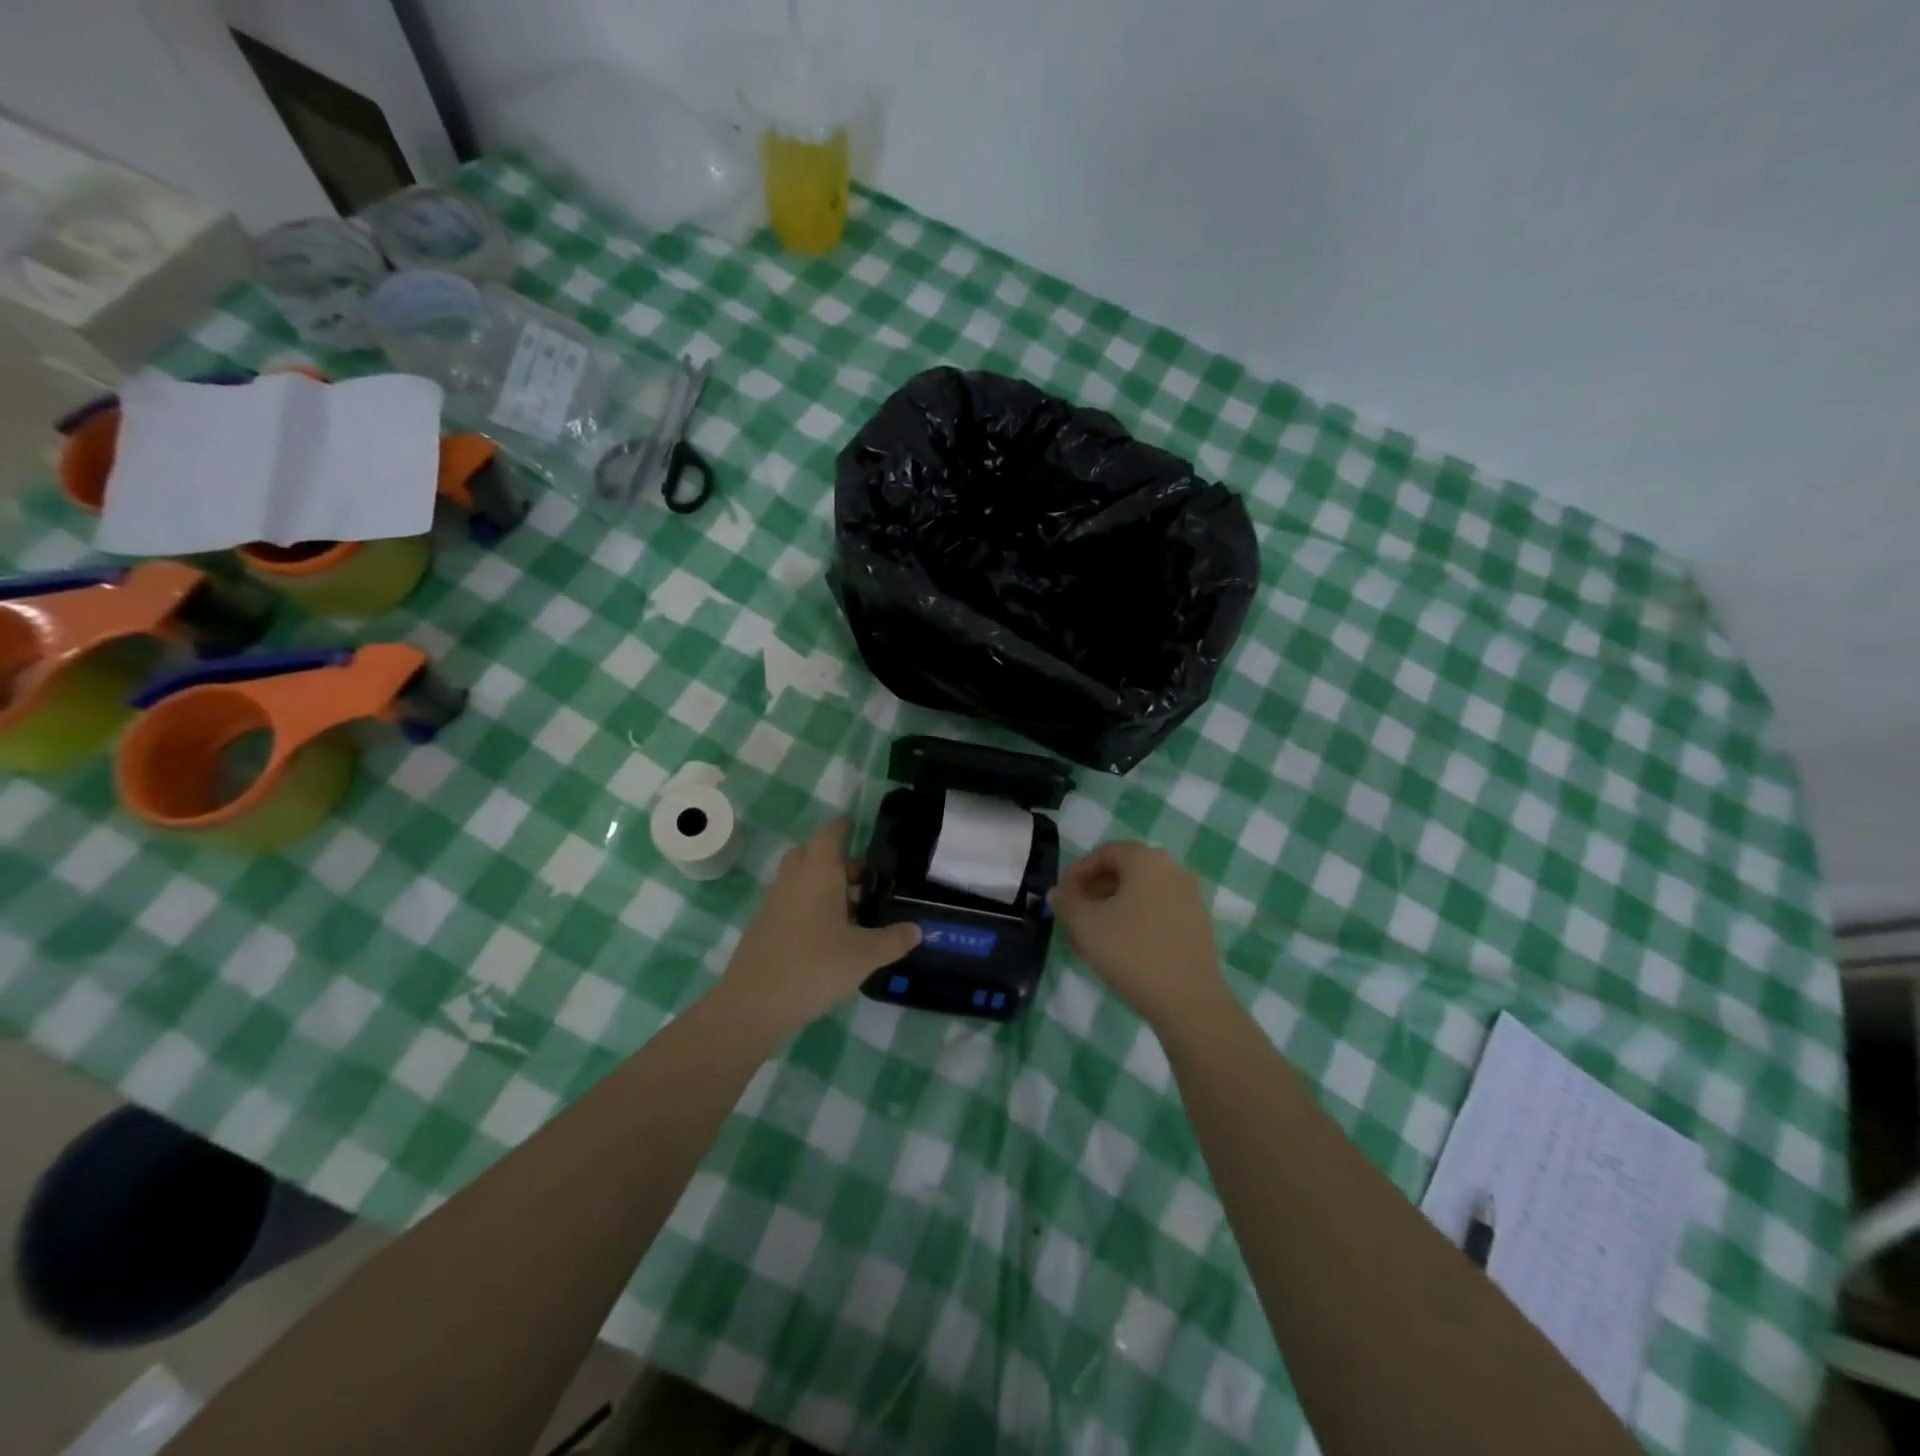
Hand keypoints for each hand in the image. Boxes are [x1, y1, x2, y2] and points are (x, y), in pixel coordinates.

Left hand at [720, 817, 919, 1033]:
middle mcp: (793, 880)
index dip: (844, 826)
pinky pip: (790, 904)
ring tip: (852, 912)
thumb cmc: (815, 966)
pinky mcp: (763, 928)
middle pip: (812, 855)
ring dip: (823, 887)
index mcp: (818, 874)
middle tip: (864, 879)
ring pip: (800, 881)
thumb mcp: (864, 955)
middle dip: (837, 861)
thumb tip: (917, 929)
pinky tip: (828, 937)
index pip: (830, 835)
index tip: (857, 823)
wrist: (753, 1005)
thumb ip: (893, 940)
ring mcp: (774, 904)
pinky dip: (809, 909)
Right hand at [1052, 841, 1221, 1026]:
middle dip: (1093, 894)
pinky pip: (1157, 912)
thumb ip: (1067, 902)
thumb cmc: (1131, 950)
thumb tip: (1058, 893)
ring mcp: (1189, 898)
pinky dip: (1133, 922)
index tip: (1062, 897)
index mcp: (1147, 860)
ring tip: (1090, 941)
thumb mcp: (1086, 924)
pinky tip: (1118, 950)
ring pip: (1139, 896)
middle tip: (1073, 919)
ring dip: (1110, 911)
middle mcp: (1173, 870)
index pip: (1105, 853)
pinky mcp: (1197, 924)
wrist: (1186, 999)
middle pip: (1123, 873)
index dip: (1078, 872)